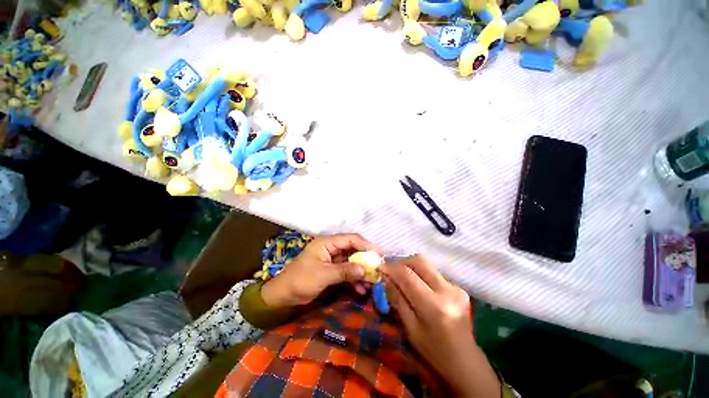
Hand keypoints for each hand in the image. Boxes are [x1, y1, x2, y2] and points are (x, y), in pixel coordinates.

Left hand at [261, 234, 378, 307]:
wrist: (283, 296)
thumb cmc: (300, 280)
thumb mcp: (323, 275)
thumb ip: (344, 271)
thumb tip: (365, 270)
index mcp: (327, 243)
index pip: (350, 239)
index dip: (366, 245)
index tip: (379, 254)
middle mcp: (331, 248)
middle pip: (353, 250)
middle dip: (365, 260)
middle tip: (379, 269)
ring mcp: (332, 260)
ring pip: (351, 262)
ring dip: (361, 272)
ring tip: (372, 282)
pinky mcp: (332, 270)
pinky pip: (347, 272)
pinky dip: (354, 280)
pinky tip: (361, 290)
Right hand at [381, 256, 499, 397]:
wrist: (465, 361)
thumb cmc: (433, 351)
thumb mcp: (410, 329)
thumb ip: (398, 300)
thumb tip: (386, 278)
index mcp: (434, 307)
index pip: (408, 276)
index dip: (391, 268)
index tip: (380, 268)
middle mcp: (447, 291)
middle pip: (420, 262)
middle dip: (402, 262)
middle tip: (391, 270)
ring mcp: (455, 287)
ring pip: (427, 265)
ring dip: (411, 267)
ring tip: (401, 277)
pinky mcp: (458, 287)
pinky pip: (433, 273)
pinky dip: (420, 274)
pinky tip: (416, 285)